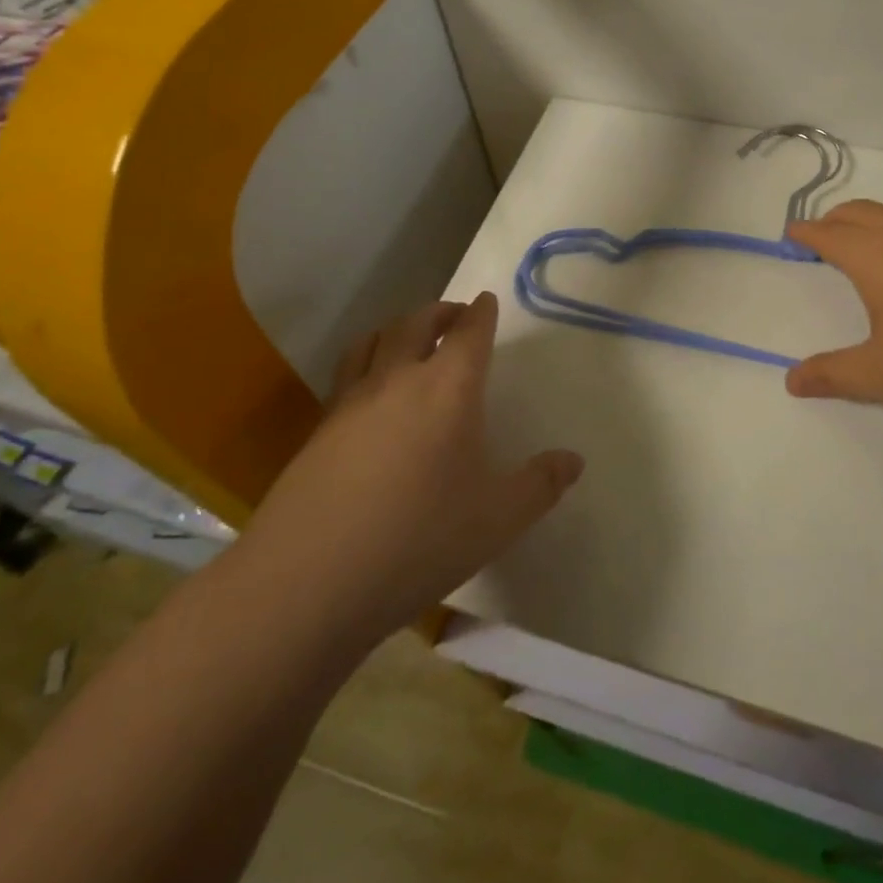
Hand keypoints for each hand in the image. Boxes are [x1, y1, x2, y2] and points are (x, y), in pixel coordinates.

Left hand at [242, 293, 583, 638]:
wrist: (308, 582)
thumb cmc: (419, 540)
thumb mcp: (498, 519)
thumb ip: (540, 485)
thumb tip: (574, 461)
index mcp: (448, 388)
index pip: (468, 332)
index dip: (481, 312)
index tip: (487, 301)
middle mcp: (397, 380)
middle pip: (416, 323)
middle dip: (440, 312)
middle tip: (456, 315)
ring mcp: (350, 402)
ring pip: (373, 341)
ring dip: (397, 328)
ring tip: (410, 339)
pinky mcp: (318, 430)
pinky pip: (347, 374)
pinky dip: (366, 362)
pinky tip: (371, 395)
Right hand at [785, 201, 882, 428]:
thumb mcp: (881, 375)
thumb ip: (832, 375)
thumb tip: (791, 381)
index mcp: (875, 255)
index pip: (829, 233)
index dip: (806, 232)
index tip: (792, 233)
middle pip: (860, 212)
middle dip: (835, 220)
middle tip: (822, 235)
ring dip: (872, 218)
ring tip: (866, 239)